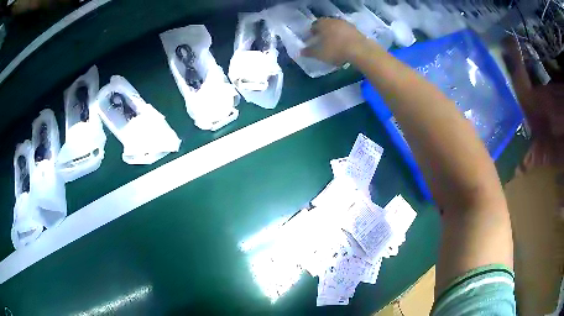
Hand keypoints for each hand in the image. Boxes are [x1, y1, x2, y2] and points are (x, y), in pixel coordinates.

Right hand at [301, 18, 366, 65]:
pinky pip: (347, 33)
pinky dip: (344, 38)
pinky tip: (345, 46)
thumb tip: (300, 52)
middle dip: (324, 33)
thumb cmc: (336, 50)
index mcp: (322, 23)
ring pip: (337, 28)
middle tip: (323, 43)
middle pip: (326, 26)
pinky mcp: (357, 30)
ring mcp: (346, 24)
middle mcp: (334, 20)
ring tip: (335, 45)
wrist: (360, 50)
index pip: (314, 26)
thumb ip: (309, 52)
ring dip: (335, 35)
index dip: (312, 33)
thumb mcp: (319, 54)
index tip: (312, 40)